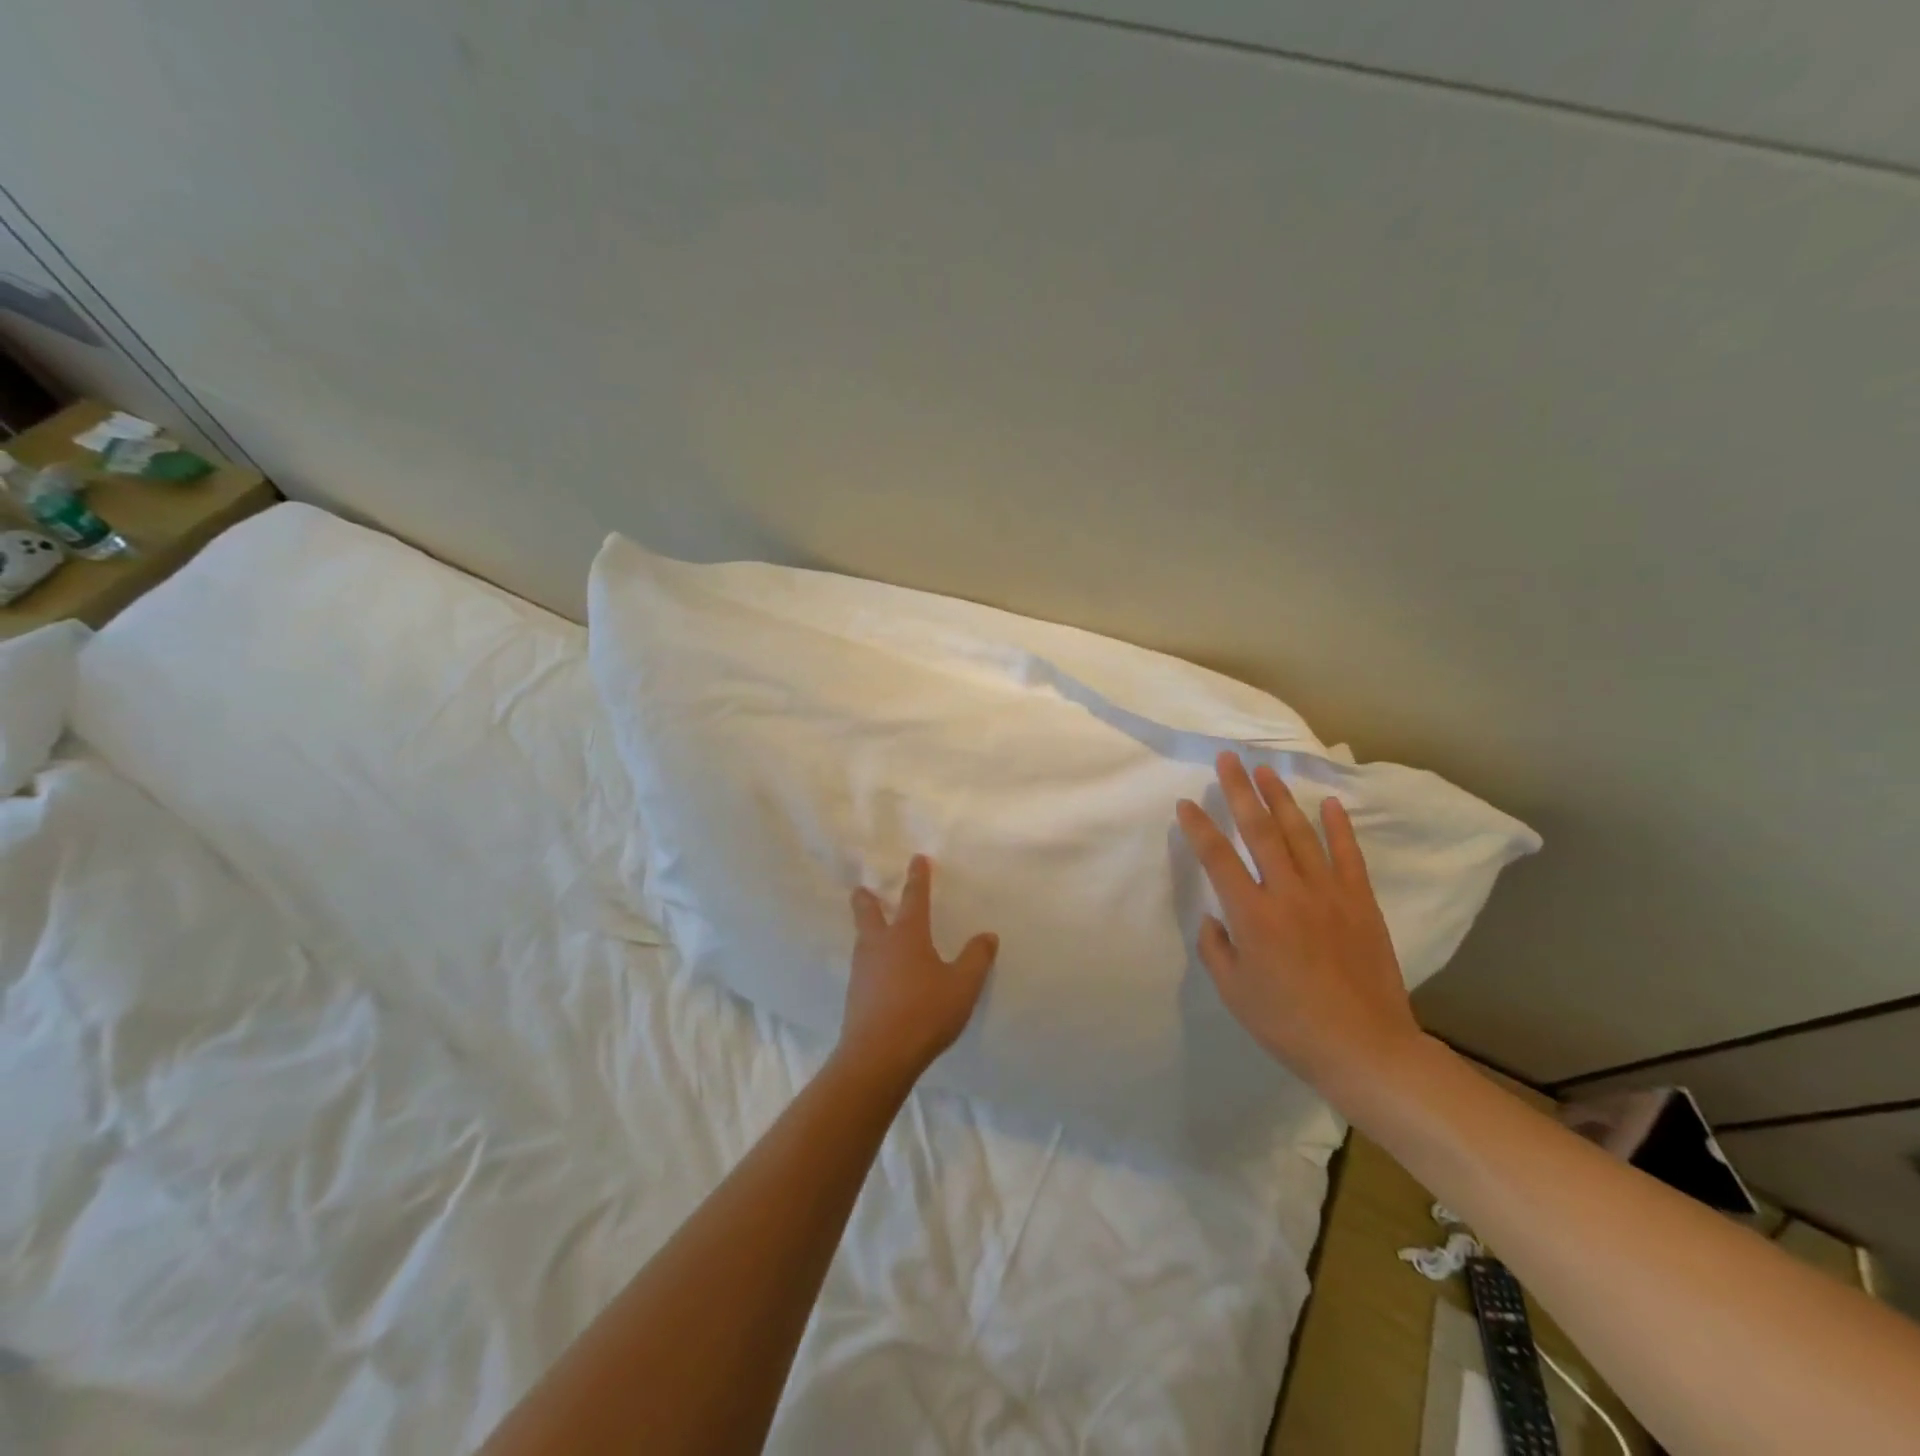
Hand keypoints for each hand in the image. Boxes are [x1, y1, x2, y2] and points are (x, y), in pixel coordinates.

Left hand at [840, 855, 997, 1089]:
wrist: (878, 1056)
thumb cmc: (925, 1012)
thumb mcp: (962, 986)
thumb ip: (976, 959)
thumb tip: (987, 935)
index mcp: (907, 935)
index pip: (914, 898)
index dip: (918, 878)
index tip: (917, 859)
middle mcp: (880, 945)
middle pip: (868, 913)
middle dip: (867, 899)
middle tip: (861, 889)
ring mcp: (862, 971)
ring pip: (862, 940)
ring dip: (866, 929)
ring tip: (871, 930)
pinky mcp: (855, 996)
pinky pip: (862, 967)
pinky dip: (869, 960)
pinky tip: (876, 974)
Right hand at [1176, 752, 1423, 1097]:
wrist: (1365, 1048)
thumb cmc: (1288, 1023)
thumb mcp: (1233, 991)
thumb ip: (1216, 947)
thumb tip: (1215, 916)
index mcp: (1252, 915)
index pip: (1217, 857)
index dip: (1198, 827)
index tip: (1186, 804)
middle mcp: (1288, 893)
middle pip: (1259, 830)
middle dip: (1239, 791)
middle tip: (1228, 759)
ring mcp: (1329, 894)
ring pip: (1300, 834)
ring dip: (1281, 799)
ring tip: (1266, 771)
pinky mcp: (1360, 903)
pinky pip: (1348, 855)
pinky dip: (1339, 827)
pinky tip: (1329, 803)